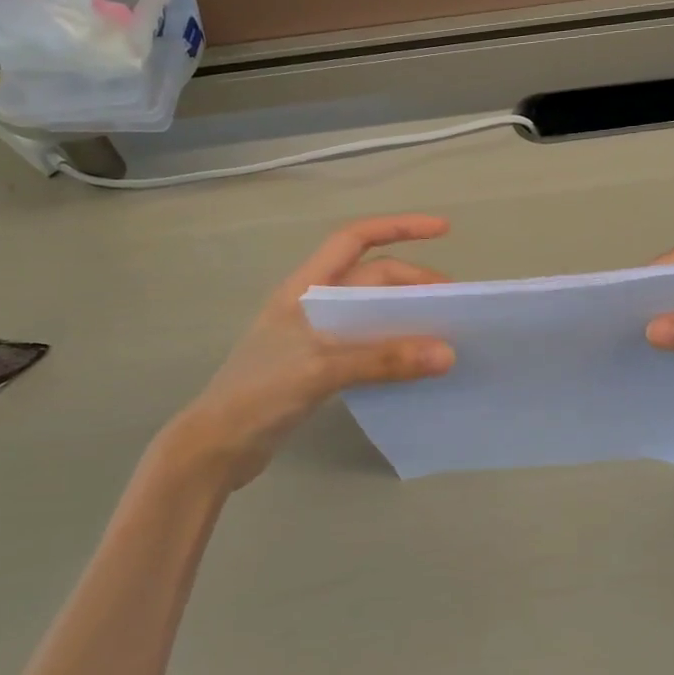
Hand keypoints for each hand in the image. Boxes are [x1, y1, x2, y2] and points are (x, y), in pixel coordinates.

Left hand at [162, 215, 456, 488]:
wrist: (217, 446)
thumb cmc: (259, 393)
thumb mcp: (321, 369)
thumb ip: (382, 359)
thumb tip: (446, 353)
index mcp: (305, 288)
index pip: (354, 240)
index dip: (398, 227)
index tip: (443, 229)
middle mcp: (313, 305)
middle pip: (372, 279)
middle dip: (414, 283)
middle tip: (456, 305)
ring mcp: (316, 337)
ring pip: (372, 314)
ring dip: (407, 317)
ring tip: (445, 332)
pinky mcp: (320, 369)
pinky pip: (368, 347)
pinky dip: (393, 349)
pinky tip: (415, 365)